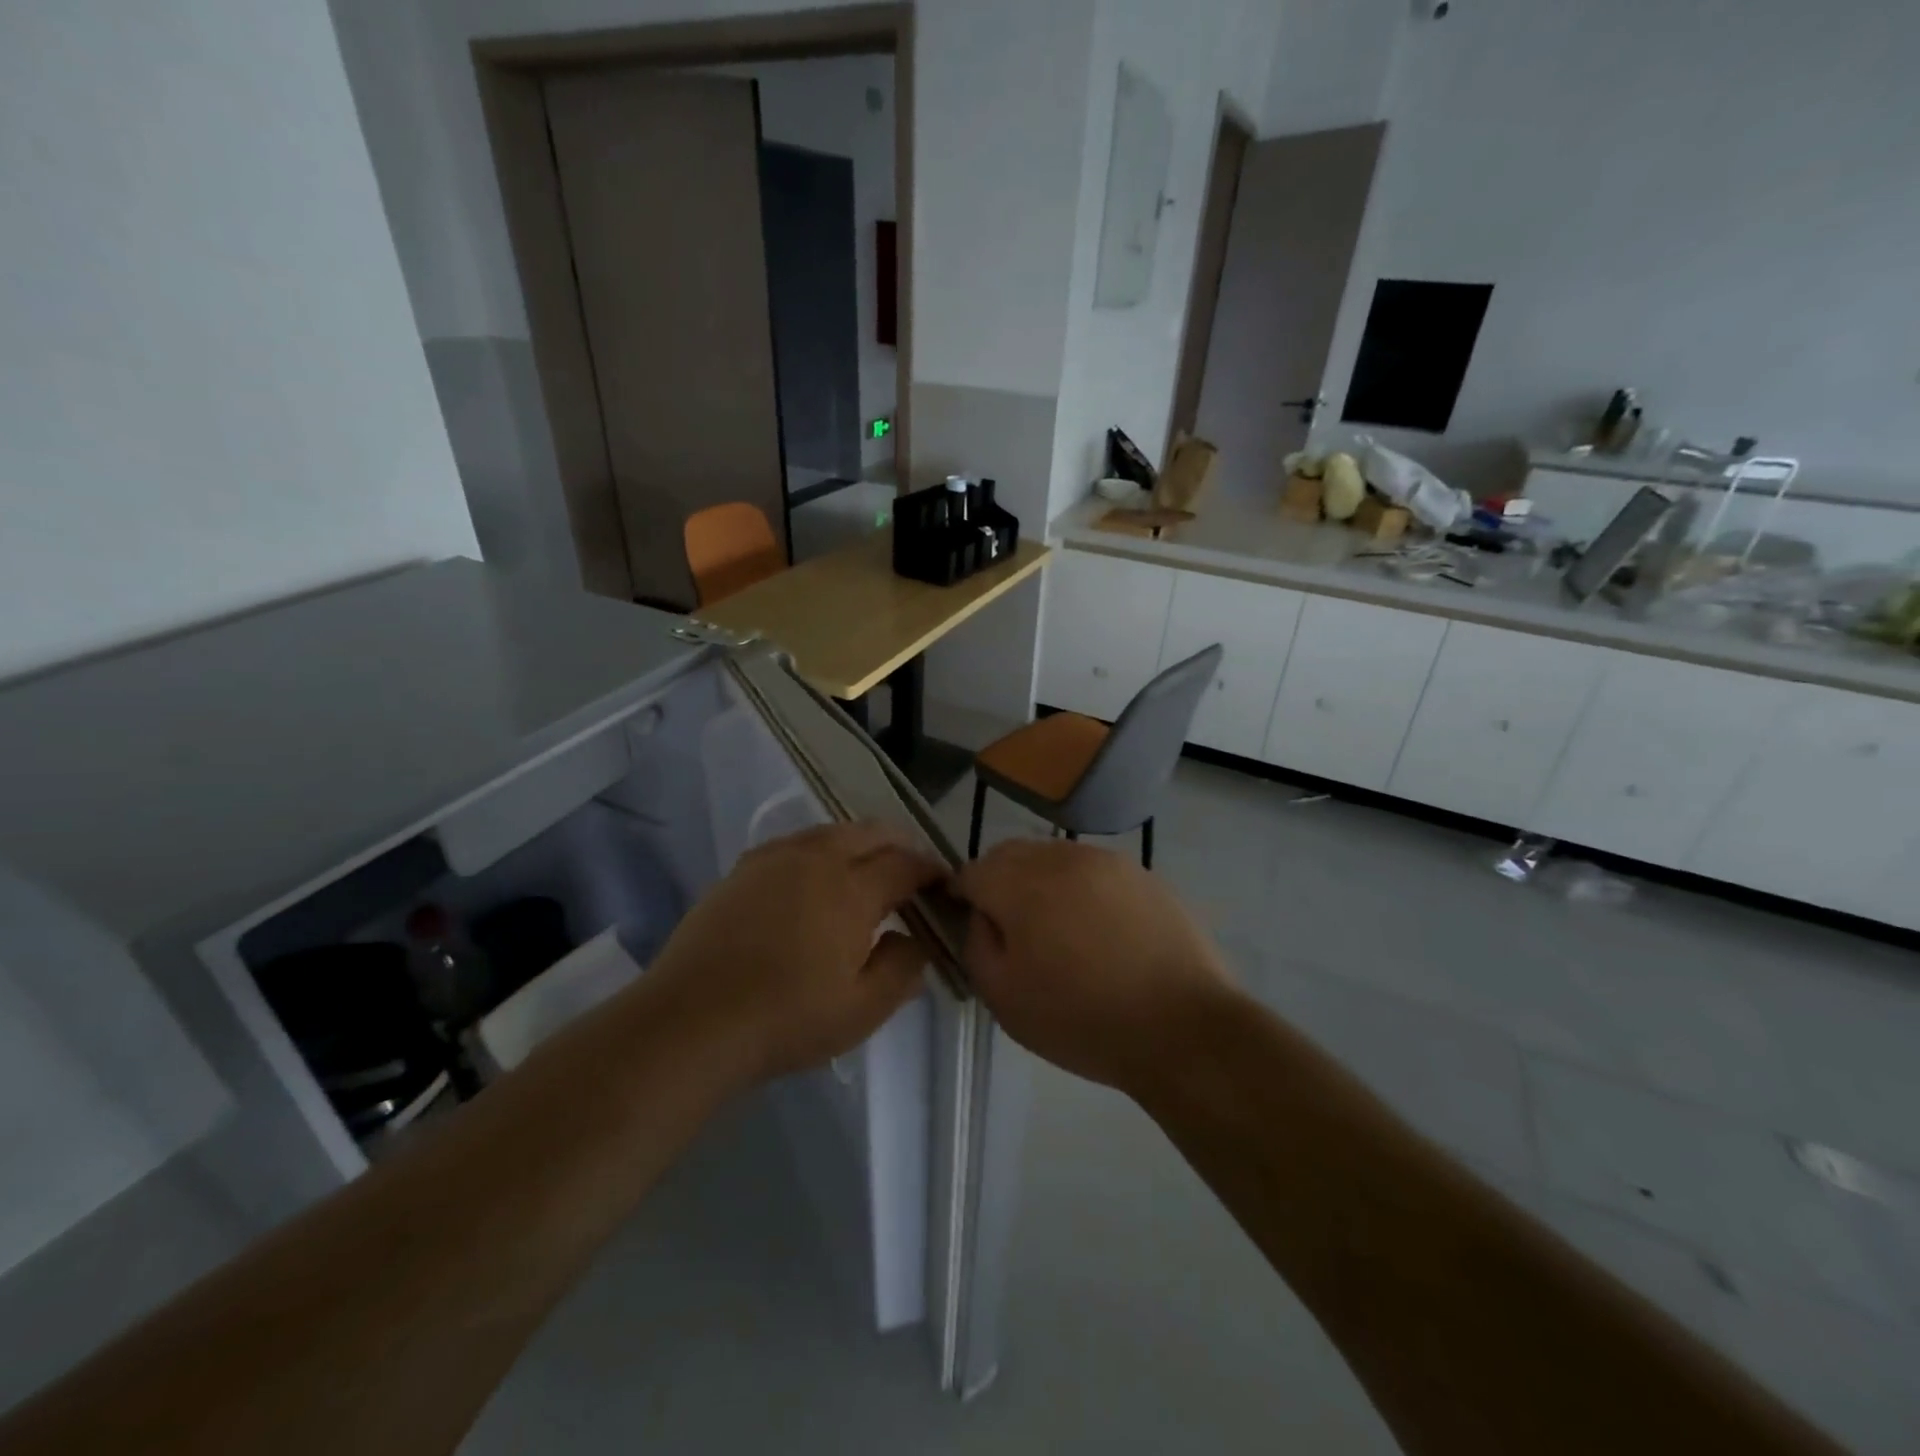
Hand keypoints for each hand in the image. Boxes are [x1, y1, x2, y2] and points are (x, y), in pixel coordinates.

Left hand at [641, 822, 945, 1085]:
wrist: (692, 1020)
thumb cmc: (786, 1018)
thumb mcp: (862, 1010)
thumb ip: (903, 969)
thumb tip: (914, 939)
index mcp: (851, 888)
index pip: (905, 864)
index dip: (930, 871)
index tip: (943, 884)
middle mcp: (816, 858)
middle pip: (870, 832)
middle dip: (899, 846)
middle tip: (910, 874)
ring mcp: (774, 858)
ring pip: (831, 832)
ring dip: (859, 844)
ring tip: (865, 873)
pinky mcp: (742, 869)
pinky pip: (795, 844)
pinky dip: (820, 851)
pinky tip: (814, 880)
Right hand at [952, 839, 1237, 1097]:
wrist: (1183, 1028)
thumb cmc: (1083, 1019)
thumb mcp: (1003, 997)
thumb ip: (976, 944)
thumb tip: (982, 916)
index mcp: (1022, 883)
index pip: (972, 871)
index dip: (962, 897)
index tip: (969, 925)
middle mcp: (1063, 857)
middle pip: (1012, 855)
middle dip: (1000, 883)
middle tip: (1012, 931)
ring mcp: (1108, 861)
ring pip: (1054, 858)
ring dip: (1042, 883)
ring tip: (1059, 932)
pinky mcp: (1144, 874)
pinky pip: (1094, 871)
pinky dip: (1082, 890)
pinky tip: (1100, 932)